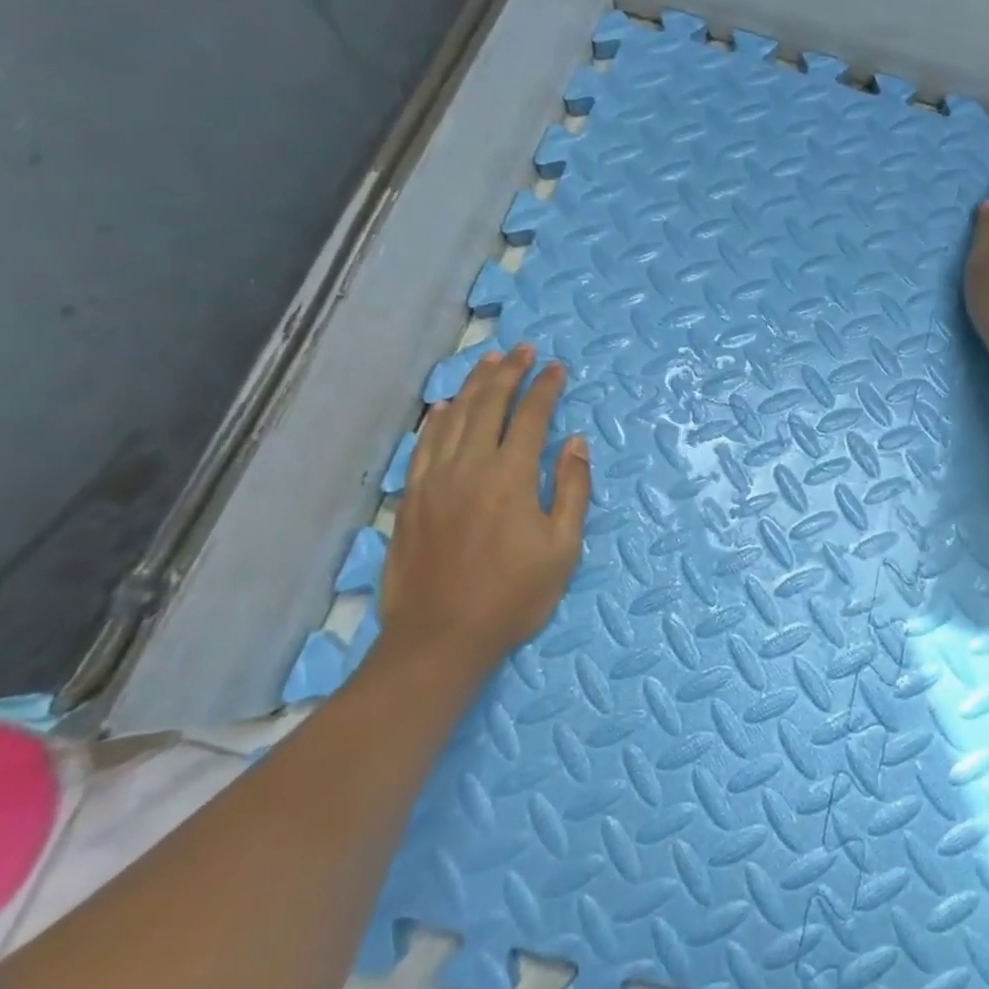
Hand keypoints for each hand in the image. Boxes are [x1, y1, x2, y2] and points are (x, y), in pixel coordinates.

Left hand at [377, 343, 590, 671]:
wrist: (440, 638)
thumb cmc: (513, 596)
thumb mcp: (563, 548)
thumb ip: (572, 489)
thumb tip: (576, 443)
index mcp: (511, 476)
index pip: (532, 417)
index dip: (546, 388)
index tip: (558, 367)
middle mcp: (470, 466)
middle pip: (489, 404)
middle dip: (509, 372)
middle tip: (524, 349)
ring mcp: (434, 480)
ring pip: (453, 416)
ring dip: (474, 385)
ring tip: (489, 361)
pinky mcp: (412, 497)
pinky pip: (425, 443)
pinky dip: (439, 417)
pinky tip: (446, 406)